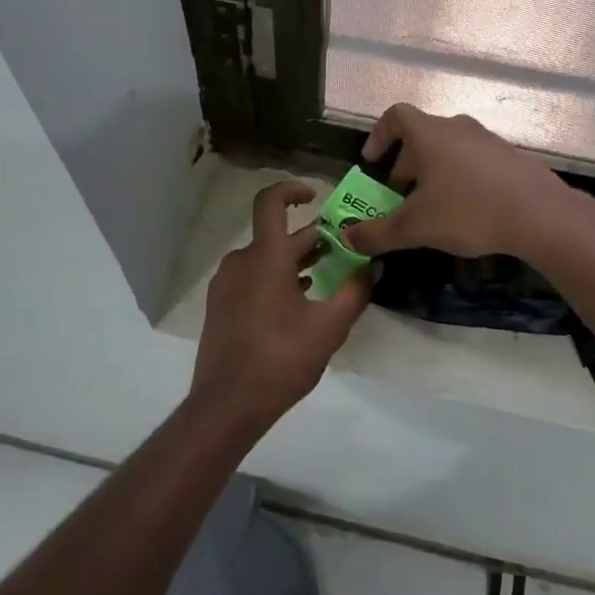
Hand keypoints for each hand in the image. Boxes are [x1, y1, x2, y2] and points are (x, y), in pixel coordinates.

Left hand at [189, 181, 370, 426]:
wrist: (226, 404)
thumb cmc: (280, 360)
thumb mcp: (329, 328)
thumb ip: (355, 292)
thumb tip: (374, 267)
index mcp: (264, 258)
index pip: (270, 202)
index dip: (292, 190)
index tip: (316, 196)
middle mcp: (240, 263)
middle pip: (275, 235)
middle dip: (311, 238)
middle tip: (344, 248)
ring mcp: (226, 285)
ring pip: (264, 258)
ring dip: (294, 260)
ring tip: (326, 275)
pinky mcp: (220, 306)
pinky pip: (251, 277)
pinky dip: (276, 278)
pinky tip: (298, 301)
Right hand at [340, 104, 575, 259]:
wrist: (540, 216)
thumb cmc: (468, 211)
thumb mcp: (414, 228)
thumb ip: (376, 233)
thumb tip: (347, 238)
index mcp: (430, 134)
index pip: (395, 116)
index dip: (378, 135)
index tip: (372, 162)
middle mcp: (458, 128)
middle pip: (421, 137)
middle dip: (404, 165)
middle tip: (398, 196)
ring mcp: (488, 141)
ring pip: (449, 150)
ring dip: (432, 173)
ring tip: (431, 207)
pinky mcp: (510, 159)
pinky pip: (473, 162)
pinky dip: (459, 179)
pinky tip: (466, 212)